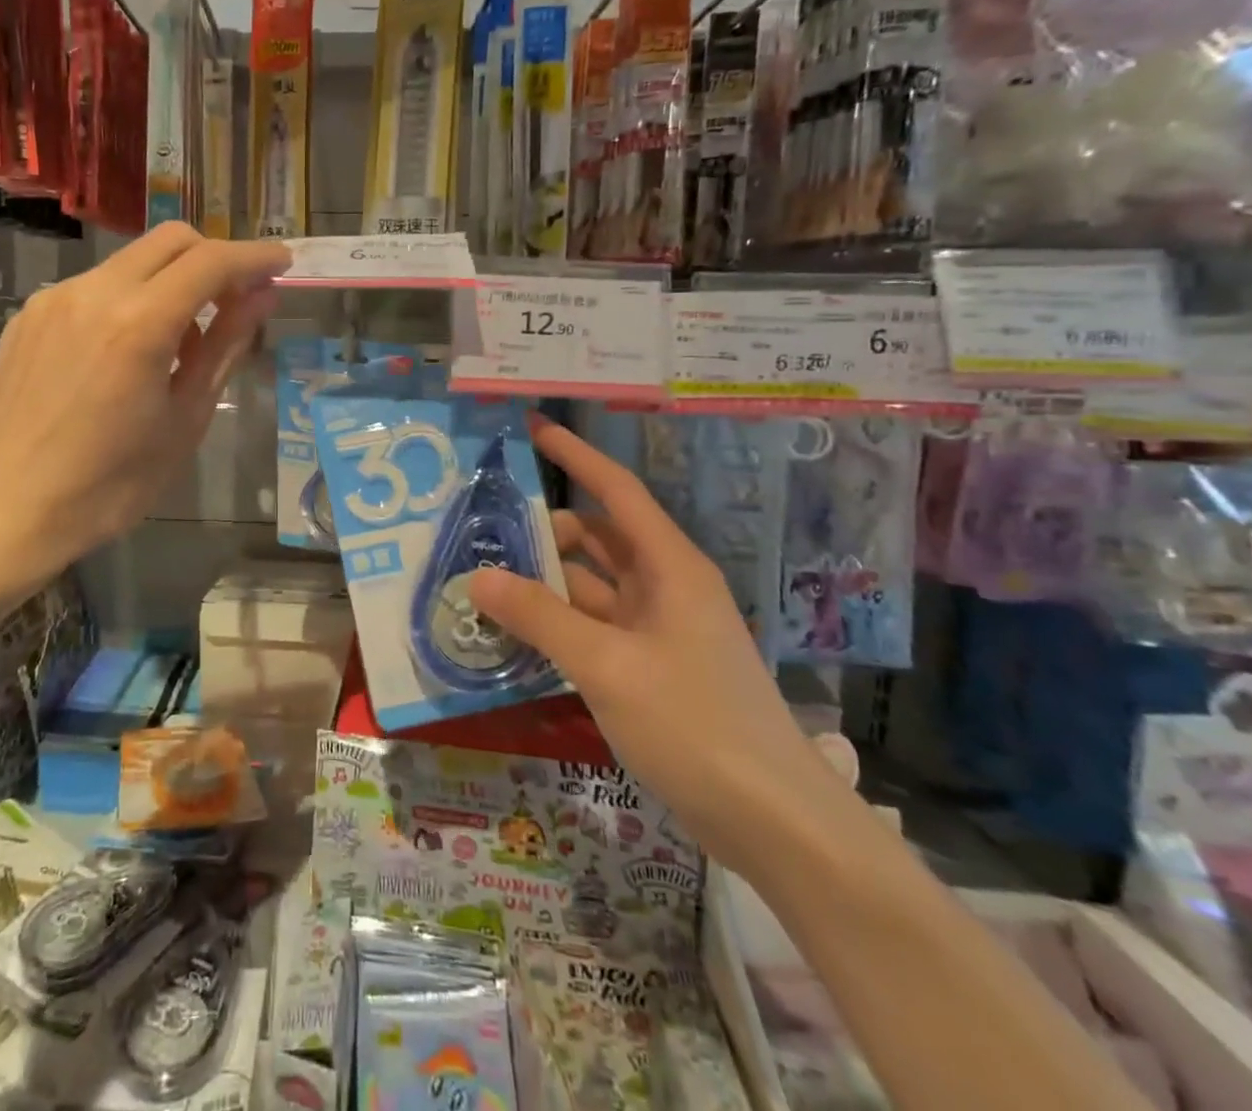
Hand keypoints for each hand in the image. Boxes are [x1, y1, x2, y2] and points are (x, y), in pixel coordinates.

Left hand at [0, 223, 288, 593]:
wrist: (5, 511)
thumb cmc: (110, 485)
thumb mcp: (184, 420)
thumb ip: (223, 348)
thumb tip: (261, 299)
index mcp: (139, 323)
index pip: (211, 262)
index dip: (254, 257)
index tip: (282, 264)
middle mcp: (93, 292)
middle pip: (170, 241)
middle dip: (215, 257)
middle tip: (238, 299)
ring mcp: (54, 300)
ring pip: (130, 262)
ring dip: (171, 281)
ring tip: (181, 343)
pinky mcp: (28, 316)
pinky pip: (94, 287)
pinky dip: (130, 299)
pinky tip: (128, 353)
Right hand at [468, 415, 846, 875]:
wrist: (773, 823)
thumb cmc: (696, 724)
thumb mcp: (608, 666)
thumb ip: (540, 618)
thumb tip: (478, 577)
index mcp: (669, 567)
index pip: (616, 490)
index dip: (575, 455)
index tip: (532, 428)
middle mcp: (664, 587)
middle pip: (596, 539)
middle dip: (543, 531)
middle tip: (480, 533)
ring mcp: (657, 631)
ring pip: (589, 587)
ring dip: (543, 584)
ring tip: (482, 583)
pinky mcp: (649, 669)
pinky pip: (592, 628)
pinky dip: (556, 625)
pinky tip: (514, 634)